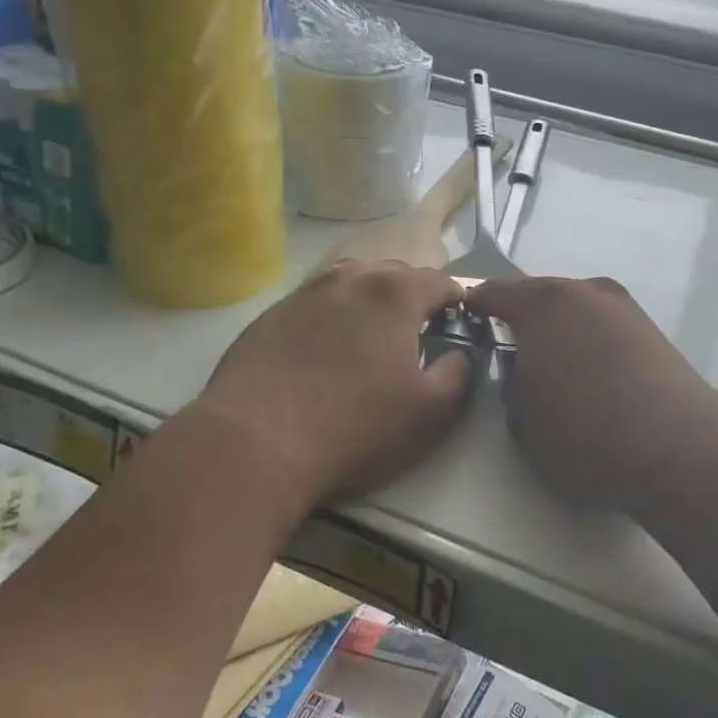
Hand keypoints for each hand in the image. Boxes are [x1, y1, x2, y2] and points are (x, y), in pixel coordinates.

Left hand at [194, 260, 472, 504]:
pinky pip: (316, 302)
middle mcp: (350, 279)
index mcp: (395, 294)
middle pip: (395, 273)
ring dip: (371, 299)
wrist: (255, 443)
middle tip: (419, 332)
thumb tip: (461, 353)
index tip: (460, 324)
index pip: (441, 281)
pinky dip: (332, 315)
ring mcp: (305, 293)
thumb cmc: (355, 428)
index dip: (457, 302)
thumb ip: (460, 373)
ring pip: (351, 281)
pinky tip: (325, 349)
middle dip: (414, 296)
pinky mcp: (270, 315)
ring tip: (372, 333)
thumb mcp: (430, 412)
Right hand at [466, 276, 717, 508]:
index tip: (464, 325)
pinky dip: (590, 342)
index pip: (492, 293)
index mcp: (541, 303)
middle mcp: (583, 291)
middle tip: (508, 351)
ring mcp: (622, 307)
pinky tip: (593, 375)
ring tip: (554, 367)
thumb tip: (521, 367)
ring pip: (575, 310)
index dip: (473, 308)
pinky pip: (604, 327)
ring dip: (559, 330)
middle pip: (538, 295)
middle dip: (520, 318)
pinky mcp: (651, 329)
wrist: (675, 445)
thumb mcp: (521, 421)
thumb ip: (510, 385)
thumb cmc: (583, 433)